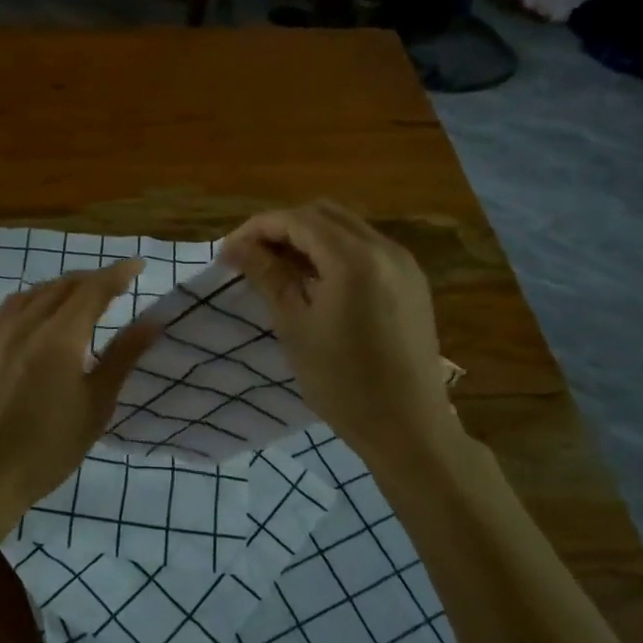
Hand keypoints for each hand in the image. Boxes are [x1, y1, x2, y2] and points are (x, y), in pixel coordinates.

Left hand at [0, 259, 160, 526]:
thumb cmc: (49, 447)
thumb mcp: (96, 405)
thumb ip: (123, 357)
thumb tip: (152, 321)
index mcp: (59, 337)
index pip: (93, 290)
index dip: (117, 274)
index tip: (137, 265)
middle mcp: (27, 324)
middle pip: (63, 285)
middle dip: (92, 279)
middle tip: (115, 284)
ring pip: (35, 292)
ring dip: (62, 286)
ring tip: (80, 295)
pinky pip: (11, 307)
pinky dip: (35, 299)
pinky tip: (40, 314)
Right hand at [222, 201, 457, 466]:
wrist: (409, 428)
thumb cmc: (343, 382)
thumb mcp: (295, 327)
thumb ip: (268, 276)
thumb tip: (235, 247)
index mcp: (355, 259)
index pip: (297, 220)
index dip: (258, 228)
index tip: (229, 251)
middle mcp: (385, 249)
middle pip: (323, 215)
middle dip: (283, 227)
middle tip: (251, 255)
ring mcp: (404, 264)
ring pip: (347, 228)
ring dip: (309, 237)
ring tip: (277, 266)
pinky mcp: (412, 282)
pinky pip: (366, 248)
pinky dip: (335, 251)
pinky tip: (315, 280)